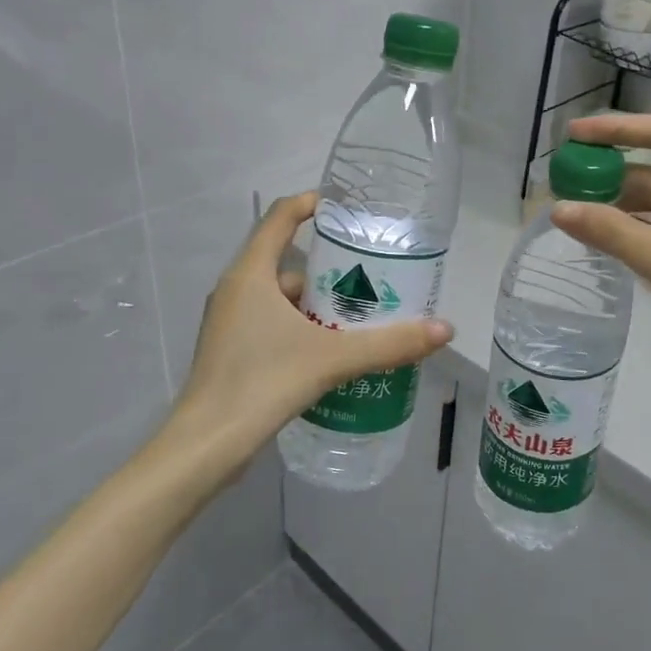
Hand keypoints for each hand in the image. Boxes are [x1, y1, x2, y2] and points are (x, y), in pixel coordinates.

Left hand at [172, 192, 453, 473]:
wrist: (205, 446)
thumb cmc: (262, 382)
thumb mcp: (332, 358)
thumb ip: (389, 344)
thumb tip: (445, 328)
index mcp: (250, 274)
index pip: (280, 218)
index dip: (310, 204)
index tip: (346, 207)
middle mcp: (236, 290)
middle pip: (285, 260)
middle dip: (329, 265)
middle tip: (371, 271)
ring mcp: (230, 322)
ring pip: (280, 297)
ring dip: (317, 301)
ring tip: (360, 313)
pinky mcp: (232, 351)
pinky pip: (273, 322)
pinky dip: (302, 325)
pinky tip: (332, 348)